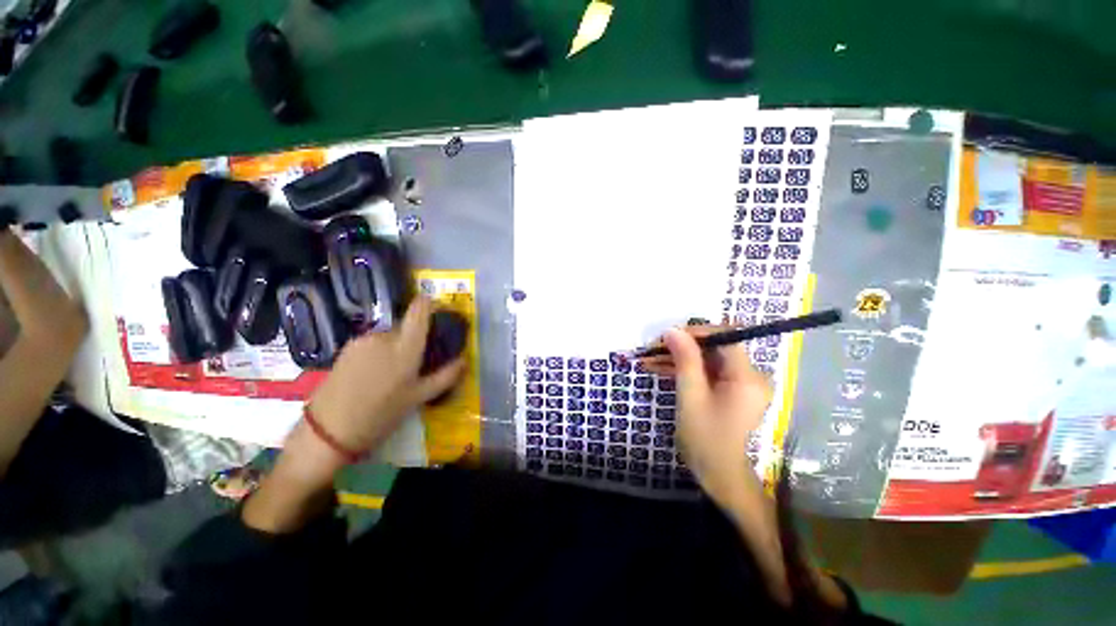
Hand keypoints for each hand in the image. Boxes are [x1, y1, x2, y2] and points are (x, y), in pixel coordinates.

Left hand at [244, 297, 464, 533]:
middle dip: (415, 339)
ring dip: (396, 347)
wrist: (328, 430)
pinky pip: (373, 343)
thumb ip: (446, 376)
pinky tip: (374, 375)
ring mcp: (363, 340)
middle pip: (406, 326)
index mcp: (405, 346)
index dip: (431, 304)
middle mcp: (384, 336)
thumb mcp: (419, 398)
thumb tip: (465, 360)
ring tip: (393, 374)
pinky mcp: (347, 347)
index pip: (420, 309)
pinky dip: (380, 352)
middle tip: (416, 363)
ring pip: (389, 336)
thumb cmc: (382, 414)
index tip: (438, 313)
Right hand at [643, 326, 771, 507]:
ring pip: (706, 358)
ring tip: (649, 359)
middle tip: (653, 348)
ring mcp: (739, 383)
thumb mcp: (691, 396)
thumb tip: (673, 330)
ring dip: (678, 357)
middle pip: (714, 347)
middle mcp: (749, 375)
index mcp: (747, 377)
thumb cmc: (706, 438)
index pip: (725, 338)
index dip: (696, 332)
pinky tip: (659, 368)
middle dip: (682, 345)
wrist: (718, 475)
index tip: (668, 336)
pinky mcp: (729, 389)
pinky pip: (705, 371)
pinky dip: (684, 369)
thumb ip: (685, 360)